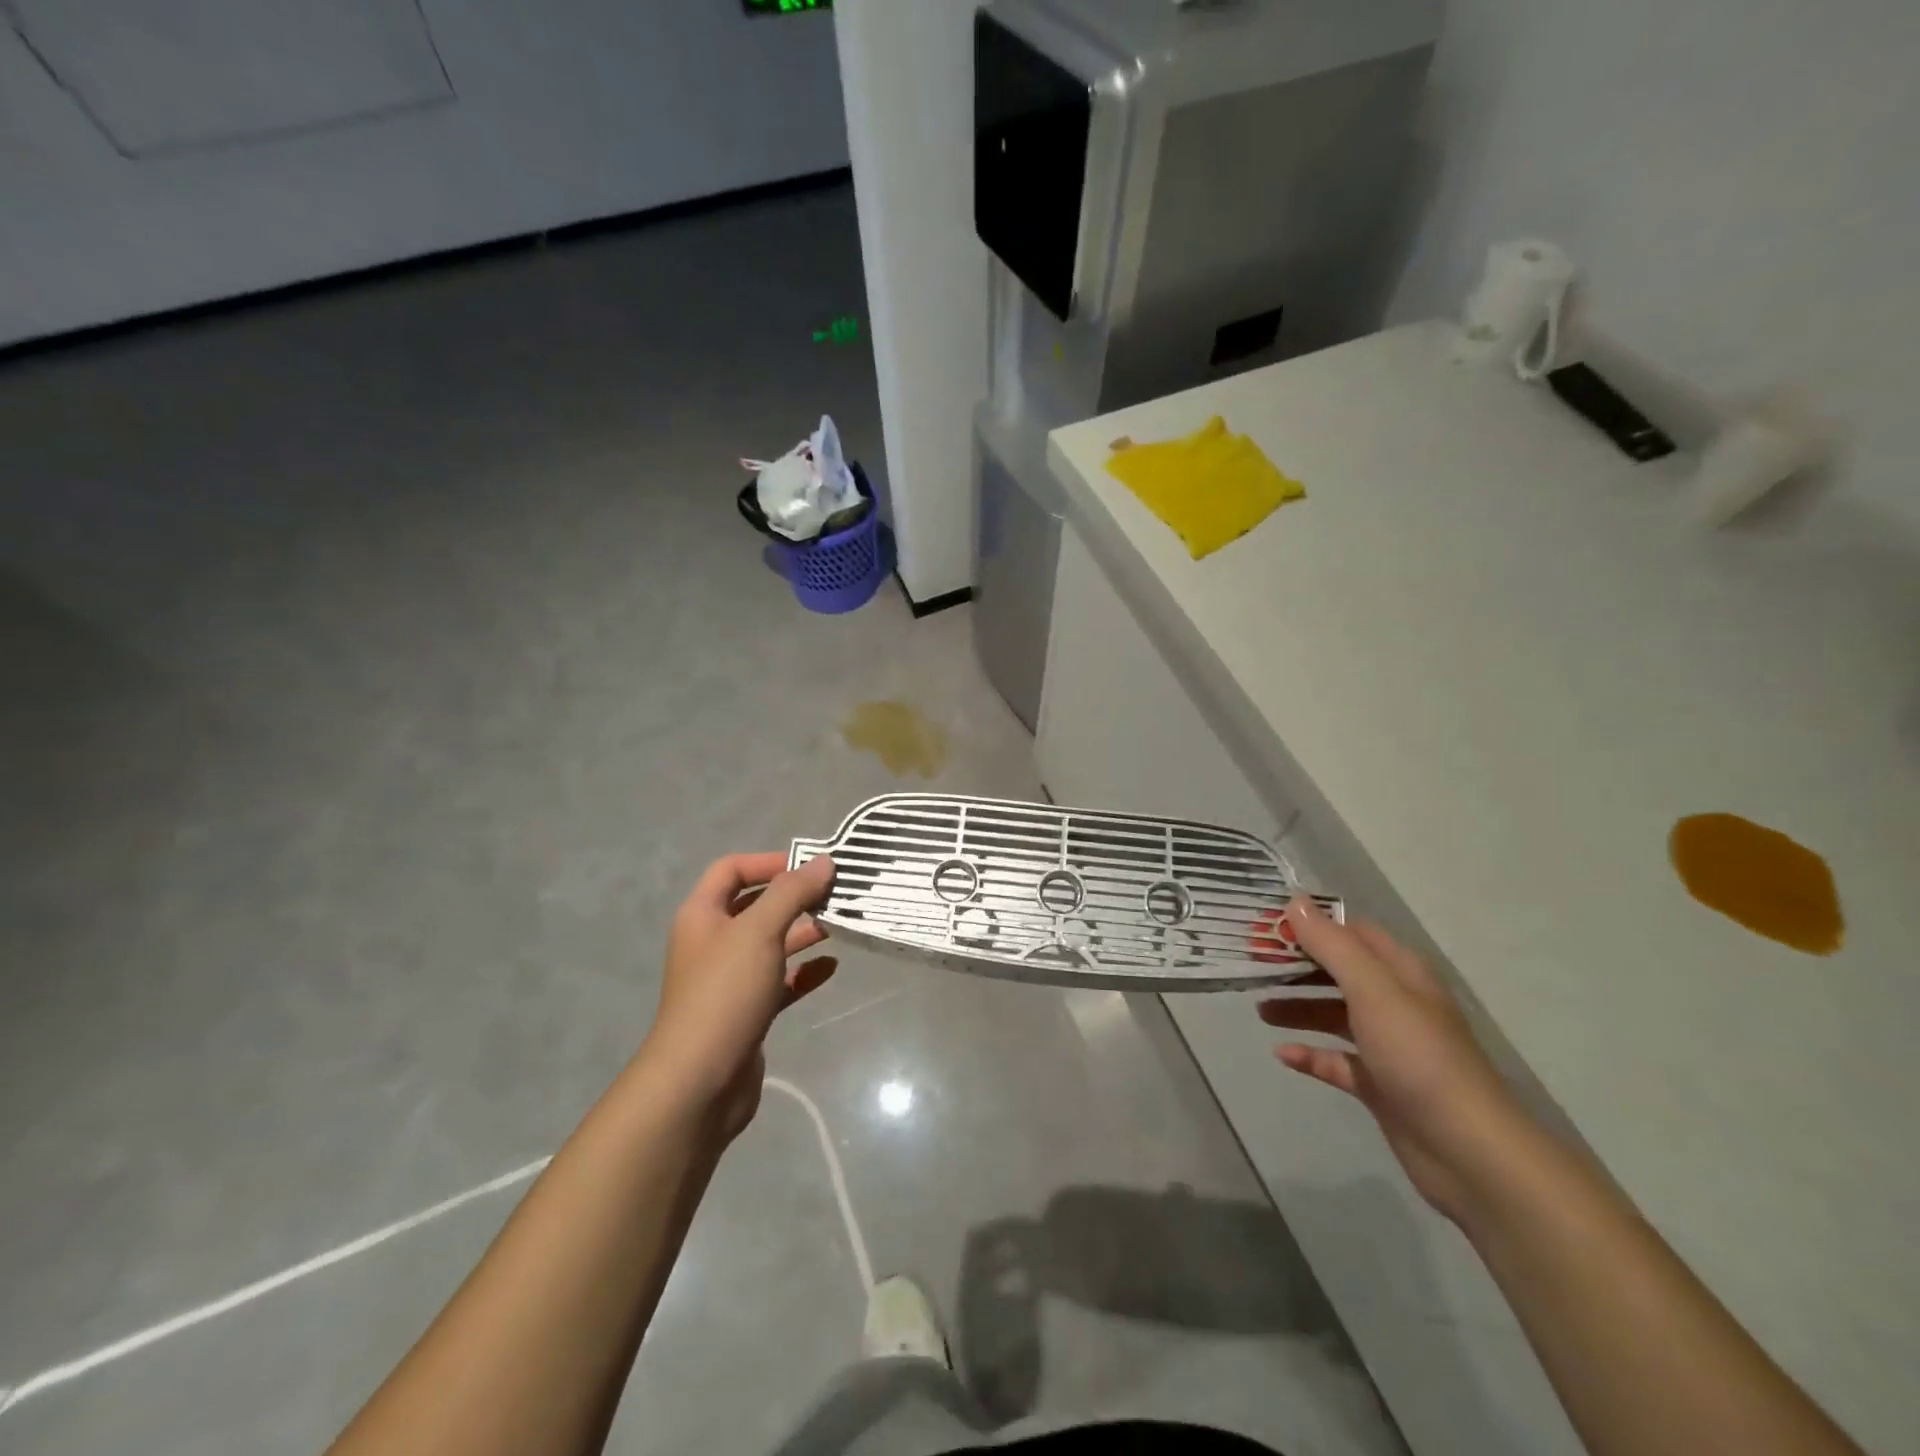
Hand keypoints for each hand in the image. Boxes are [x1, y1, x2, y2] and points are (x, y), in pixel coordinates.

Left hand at [640, 852, 837, 1141]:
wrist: (700, 1081)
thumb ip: (792, 892)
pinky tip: (831, 966)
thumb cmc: (725, 992)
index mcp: (702, 915)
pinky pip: (779, 980)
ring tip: (840, 924)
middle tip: (835, 893)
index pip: (732, 869)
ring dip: (802, 931)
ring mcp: (729, 979)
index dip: (769, 861)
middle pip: (755, 905)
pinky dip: (803, 971)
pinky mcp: (747, 1011)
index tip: (810, 866)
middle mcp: (713, 942)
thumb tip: (824, 861)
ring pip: (770, 943)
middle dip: (794, 897)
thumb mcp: (759, 931)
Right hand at [1258, 897, 1527, 1222]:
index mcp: (1401, 973)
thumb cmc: (1418, 1056)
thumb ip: (1332, 945)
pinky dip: (1310, 1054)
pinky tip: (1282, 1054)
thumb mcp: (1372, 990)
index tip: (1265, 926)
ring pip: (1333, 1014)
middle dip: (1297, 964)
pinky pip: (1336, 1060)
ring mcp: (1388, 1046)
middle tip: (1253, 963)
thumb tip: (1295, 902)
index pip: (1351, 932)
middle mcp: (1395, 1003)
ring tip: (1260, 1010)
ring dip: (1297, 1007)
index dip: (1310, 925)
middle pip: (1338, 972)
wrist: (1469, 1151)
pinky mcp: (1380, 1084)